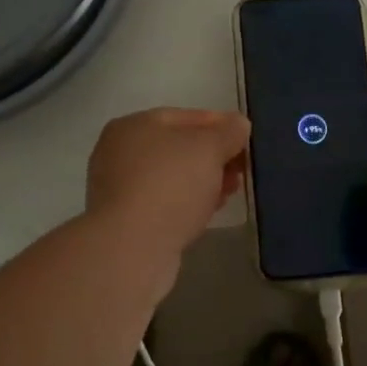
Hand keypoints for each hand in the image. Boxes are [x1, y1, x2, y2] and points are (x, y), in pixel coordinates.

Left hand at [87, 108, 250, 255]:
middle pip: (178, 148)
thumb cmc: (169, 185)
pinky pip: (165, 204)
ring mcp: (120, 189)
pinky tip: (209, 211)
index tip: (246, 139)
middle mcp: (120, 152)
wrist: (131, 249)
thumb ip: (228, 132)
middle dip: (214, 156)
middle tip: (242, 168)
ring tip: (232, 190)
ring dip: (204, 181)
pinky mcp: (126, 222)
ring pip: (173, 177)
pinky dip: (188, 204)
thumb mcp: (208, 148)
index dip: (220, 124)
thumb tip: (239, 124)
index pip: (185, 116)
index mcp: (133, 125)